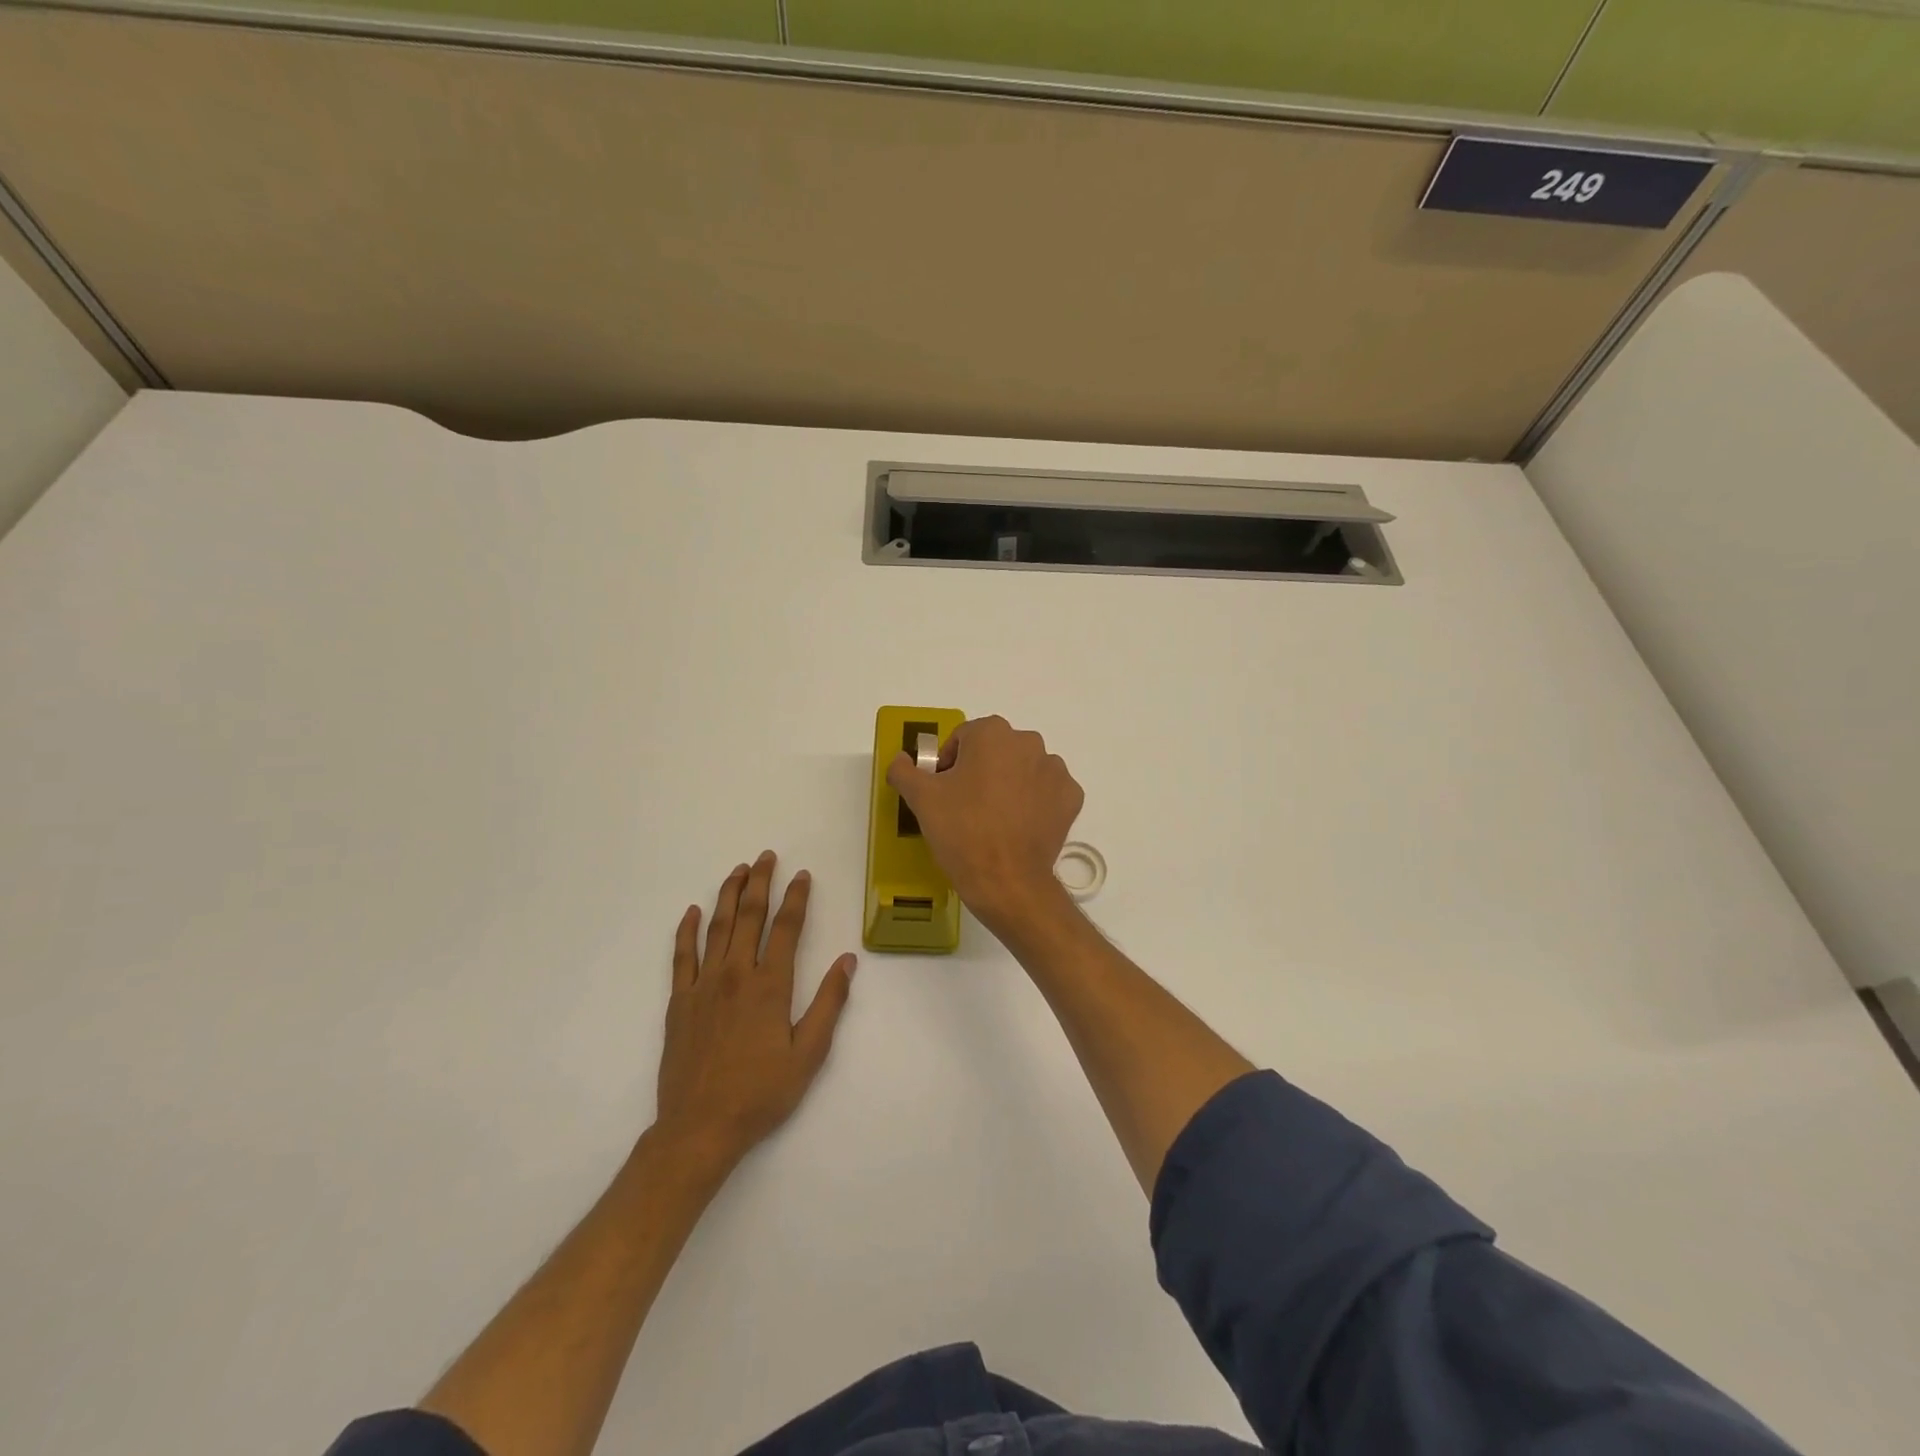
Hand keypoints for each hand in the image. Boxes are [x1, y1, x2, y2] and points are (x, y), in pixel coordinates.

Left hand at [654, 852, 855, 1171]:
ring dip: (728, 895)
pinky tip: (692, 912)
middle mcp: (736, 974)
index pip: (786, 928)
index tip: (802, 875)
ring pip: (717, 927)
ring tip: (738, 871)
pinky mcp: (680, 1001)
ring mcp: (703, 985)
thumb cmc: (761, 1093)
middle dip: (760, 883)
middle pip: (749, 916)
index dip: (796, 898)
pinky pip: (682, 956)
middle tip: (766, 856)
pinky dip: (687, 930)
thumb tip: (848, 961)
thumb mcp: (809, 1054)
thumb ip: (829, 1003)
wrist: (699, 1127)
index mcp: (770, 985)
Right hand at [887, 715, 1083, 933]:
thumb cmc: (961, 831)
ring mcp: (1055, 770)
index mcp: (992, 733)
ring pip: (1023, 769)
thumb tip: (901, 758)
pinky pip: (1046, 792)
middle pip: (996, 750)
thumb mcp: (921, 798)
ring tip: (994, 819)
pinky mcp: (1071, 797)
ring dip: (1009, 784)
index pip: (963, 738)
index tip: (944, 792)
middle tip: (966, 806)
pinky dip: (1034, 802)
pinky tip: (1019, 826)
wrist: (1006, 881)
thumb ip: (904, 770)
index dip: (949, 764)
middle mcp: (1029, 742)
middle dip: (981, 771)